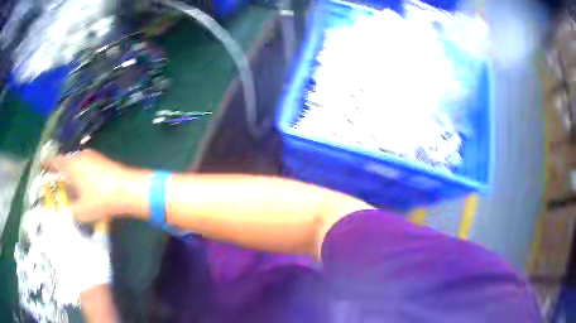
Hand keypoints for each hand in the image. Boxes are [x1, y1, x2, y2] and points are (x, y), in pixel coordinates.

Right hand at [44, 150, 132, 221]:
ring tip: (69, 187)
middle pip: (67, 162)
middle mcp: (81, 156)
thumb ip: (72, 212)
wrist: (129, 189)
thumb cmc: (102, 199)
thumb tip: (69, 213)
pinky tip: (84, 187)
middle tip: (55, 182)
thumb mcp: (83, 211)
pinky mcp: (103, 162)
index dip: (48, 164)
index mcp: (73, 165)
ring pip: (77, 165)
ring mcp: (94, 157)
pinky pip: (87, 167)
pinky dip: (82, 176)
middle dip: (61, 172)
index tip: (41, 164)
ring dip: (72, 174)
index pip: (56, 162)